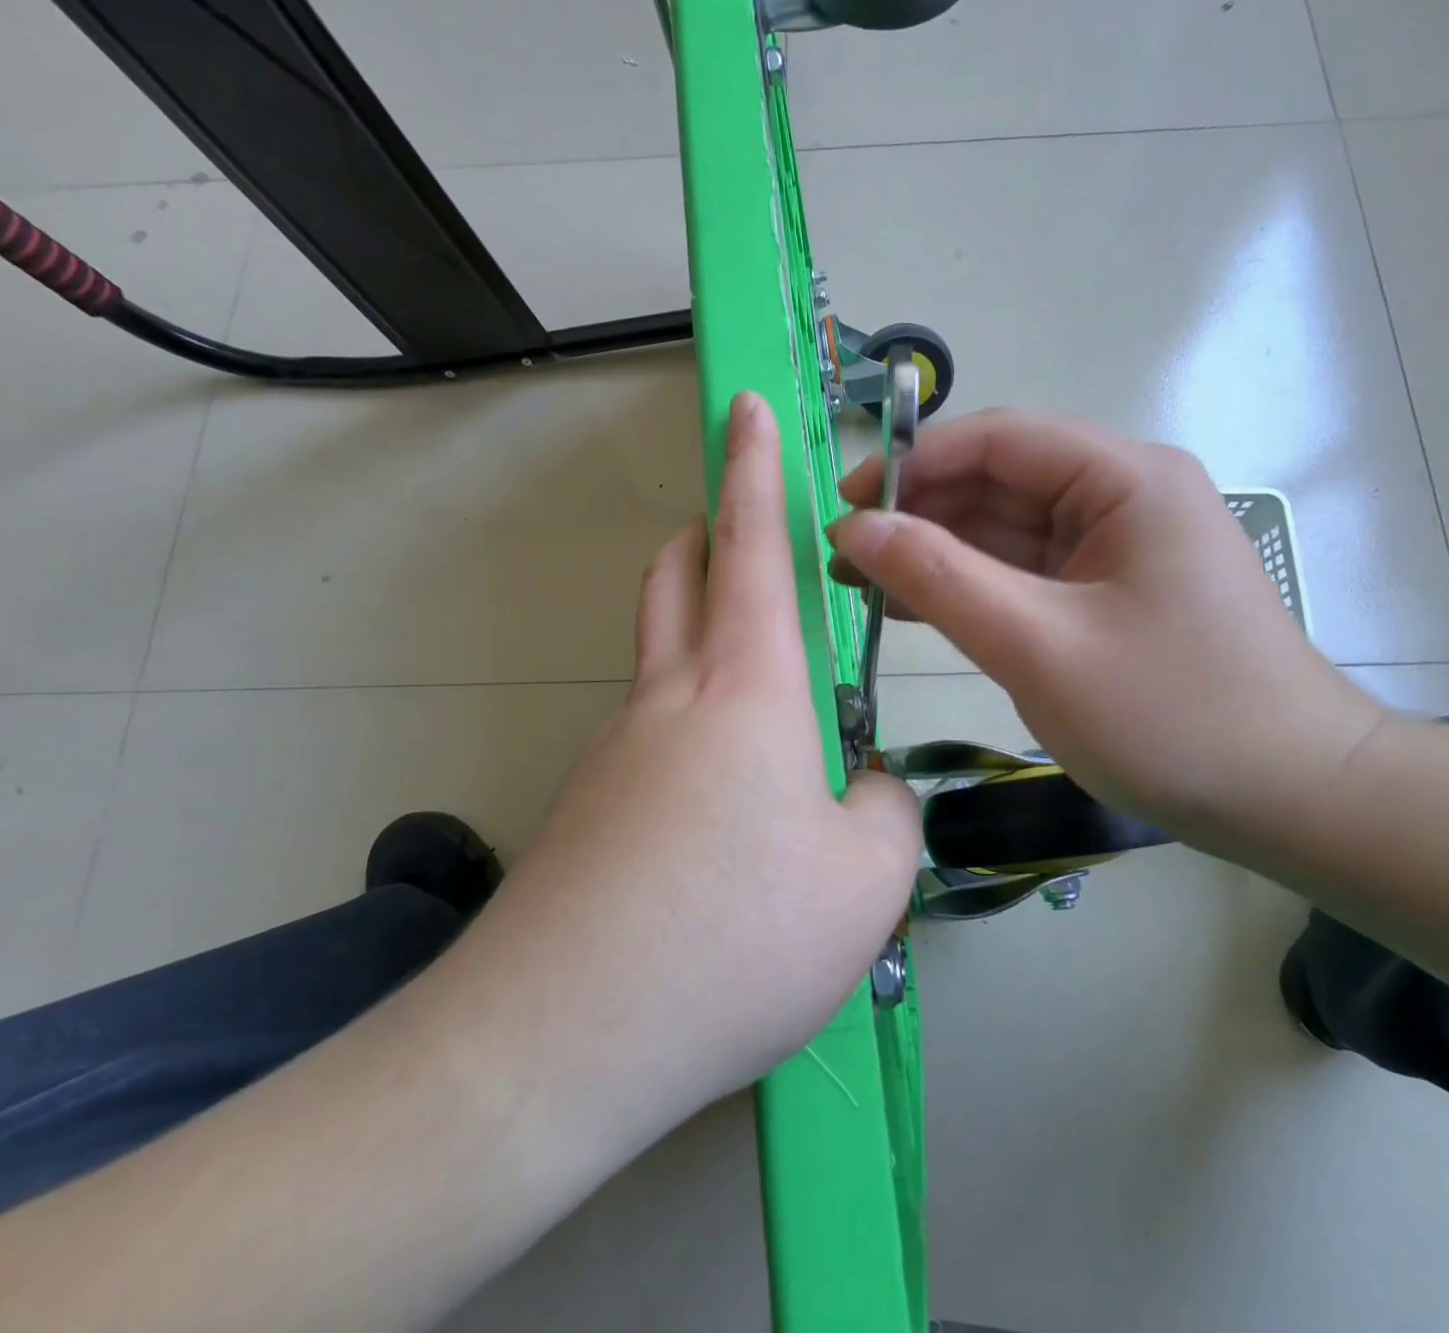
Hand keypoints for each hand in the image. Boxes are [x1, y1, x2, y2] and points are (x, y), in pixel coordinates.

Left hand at [440, 392, 921, 1146]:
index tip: (743, 408)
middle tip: (749, 538)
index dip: (754, 468)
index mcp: (746, 690)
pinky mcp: (587, 810)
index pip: (750, 545)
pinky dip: (694, 732)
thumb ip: (888, 811)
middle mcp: (670, 700)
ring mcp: (616, 753)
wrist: (560, 1041)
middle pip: (677, 576)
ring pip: (662, 657)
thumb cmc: (735, 938)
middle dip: (710, 532)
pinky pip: (652, 738)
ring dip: (705, 639)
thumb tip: (864, 788)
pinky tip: (724, 814)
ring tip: (772, 709)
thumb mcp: (867, 881)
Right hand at [827, 409, 1382, 835]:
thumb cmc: (1172, 717)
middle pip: (998, 483)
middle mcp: (1122, 495)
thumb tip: (855, 527)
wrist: (1291, 800)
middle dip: (919, 515)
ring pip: (1005, 532)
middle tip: (844, 558)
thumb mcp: (1039, 646)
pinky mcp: (1108, 595)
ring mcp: (1116, 548)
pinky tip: (913, 607)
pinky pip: (1025, 574)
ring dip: (936, 554)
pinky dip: (970, 588)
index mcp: (1124, 478)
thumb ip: (941, 579)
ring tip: (862, 583)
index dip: (913, 465)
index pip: (998, 439)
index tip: (845, 506)